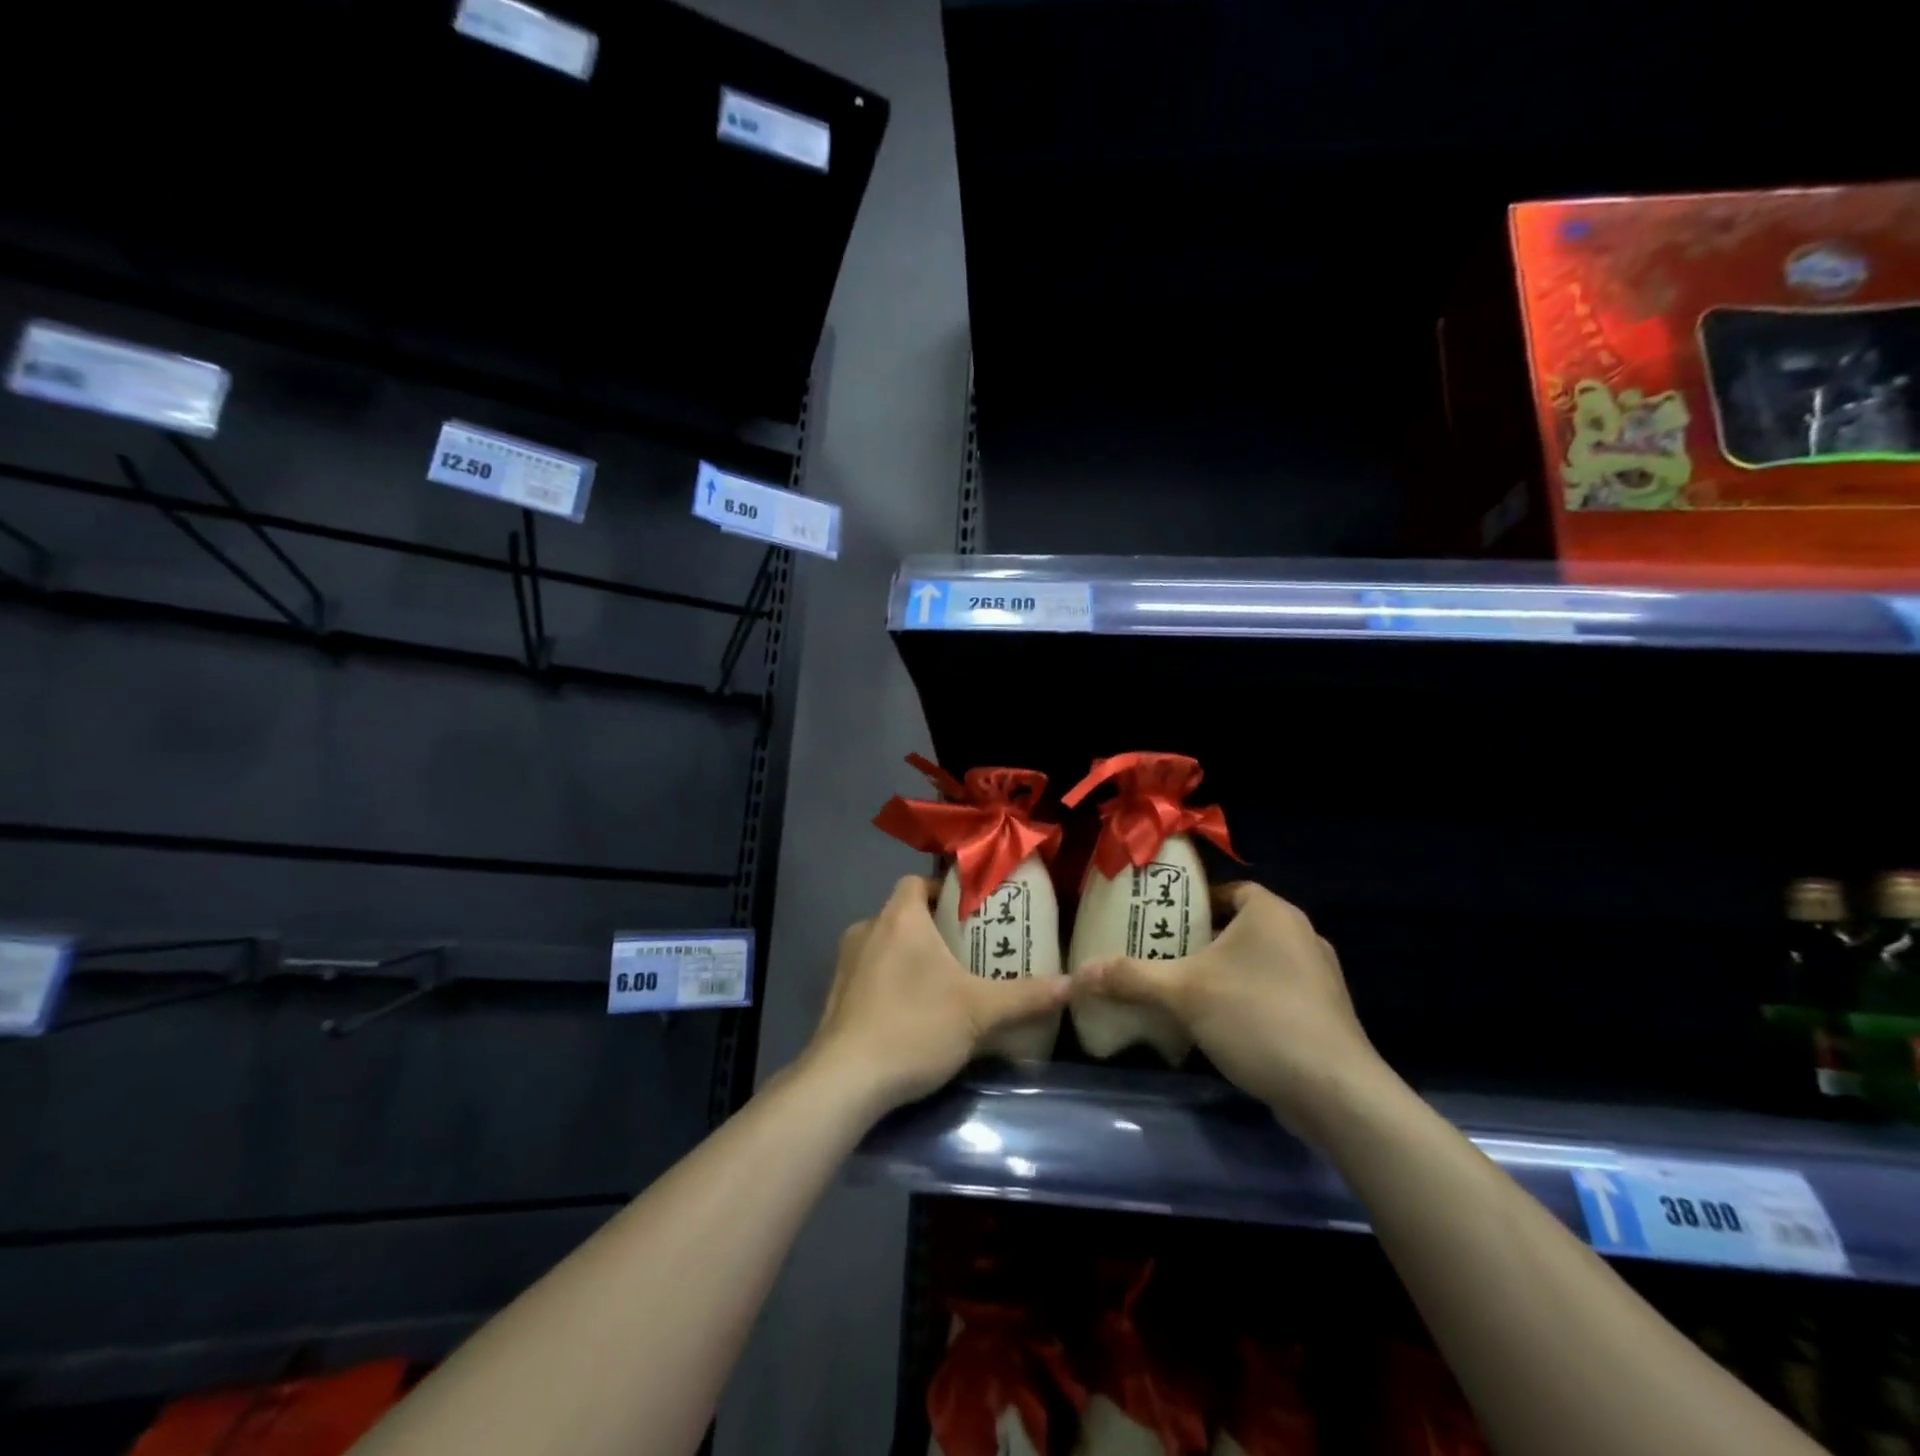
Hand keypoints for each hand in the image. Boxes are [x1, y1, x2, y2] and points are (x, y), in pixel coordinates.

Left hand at [806, 876, 1069, 1116]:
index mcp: (899, 918)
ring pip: (884, 945)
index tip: (968, 914)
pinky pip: (868, 974)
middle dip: (932, 929)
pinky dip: (888, 983)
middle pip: (903, 914)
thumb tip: (1072, 984)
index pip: (916, 881)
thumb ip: (1025, 996)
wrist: (845, 1080)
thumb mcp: (979, 1011)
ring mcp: (845, 964)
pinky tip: (910, 1015)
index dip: (942, 891)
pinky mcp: (835, 997)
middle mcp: (867, 930)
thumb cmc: (914, 1027)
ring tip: (942, 985)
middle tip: (966, 953)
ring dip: (909, 958)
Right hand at [1073, 883, 1387, 1142]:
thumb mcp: (1182, 993)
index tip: (1163, 925)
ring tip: (1188, 994)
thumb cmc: (1256, 1018)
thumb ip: (1130, 977)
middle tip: (1166, 959)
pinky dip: (1250, 1001)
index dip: (1194, 904)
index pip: (1228, 891)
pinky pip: (1278, 993)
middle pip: (1241, 927)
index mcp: (1272, 912)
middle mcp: (1301, 934)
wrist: (1335, 1092)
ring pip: (1260, 963)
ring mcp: (1320, 976)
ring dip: (1227, 975)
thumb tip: (1077, 974)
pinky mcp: (1328, 1015)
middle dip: (1204, 943)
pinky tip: (1225, 1028)